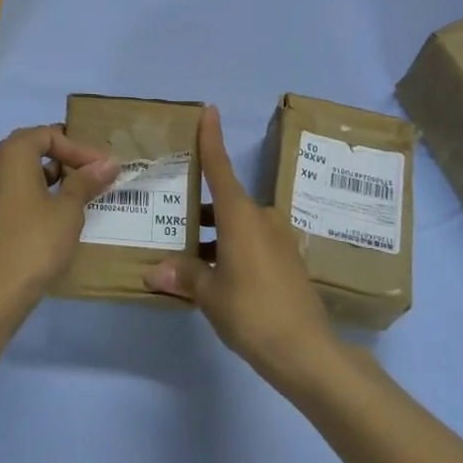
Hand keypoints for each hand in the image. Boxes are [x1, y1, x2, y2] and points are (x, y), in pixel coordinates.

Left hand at [0, 125, 117, 317]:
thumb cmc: (35, 242)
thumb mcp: (68, 210)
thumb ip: (86, 181)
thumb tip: (108, 163)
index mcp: (12, 153)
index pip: (49, 135)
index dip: (79, 148)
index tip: (104, 166)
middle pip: (34, 147)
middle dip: (66, 158)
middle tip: (93, 173)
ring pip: (24, 170)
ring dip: (53, 176)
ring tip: (81, 192)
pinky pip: (15, 189)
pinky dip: (38, 192)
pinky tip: (59, 211)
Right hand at [144, 106, 338, 391]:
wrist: (308, 353)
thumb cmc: (253, 312)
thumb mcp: (210, 295)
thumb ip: (183, 277)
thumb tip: (153, 271)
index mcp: (241, 216)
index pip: (220, 167)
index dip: (211, 138)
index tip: (209, 110)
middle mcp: (261, 218)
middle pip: (225, 202)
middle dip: (199, 208)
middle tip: (170, 215)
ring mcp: (278, 240)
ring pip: (237, 226)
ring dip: (213, 234)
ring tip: (185, 254)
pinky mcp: (288, 262)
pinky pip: (252, 243)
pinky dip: (230, 249)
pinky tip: (214, 274)